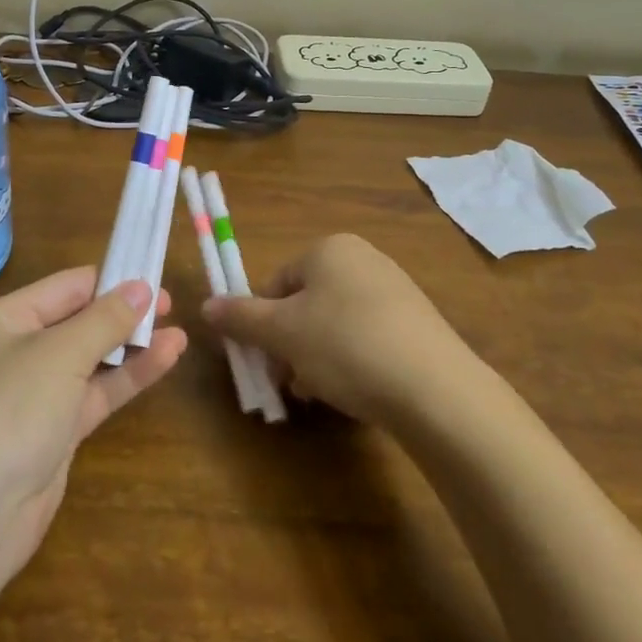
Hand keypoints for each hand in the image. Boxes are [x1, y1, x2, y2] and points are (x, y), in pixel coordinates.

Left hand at [0, 268, 186, 580]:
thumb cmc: (11, 410)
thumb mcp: (60, 353)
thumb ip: (105, 319)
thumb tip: (141, 287)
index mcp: (1, 321)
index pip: (63, 287)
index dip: (108, 280)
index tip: (151, 274)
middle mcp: (14, 351)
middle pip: (77, 321)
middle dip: (122, 313)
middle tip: (169, 304)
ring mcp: (34, 394)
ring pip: (90, 359)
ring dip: (131, 346)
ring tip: (178, 330)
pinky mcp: (53, 431)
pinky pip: (94, 393)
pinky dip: (127, 377)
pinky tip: (165, 359)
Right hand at [203, 234, 474, 425]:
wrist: (435, 388)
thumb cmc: (345, 345)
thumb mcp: (281, 333)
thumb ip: (240, 317)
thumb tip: (205, 306)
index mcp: (329, 249)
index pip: (276, 283)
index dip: (262, 324)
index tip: (265, 361)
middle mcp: (363, 259)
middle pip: (304, 304)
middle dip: (290, 345)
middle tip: (290, 382)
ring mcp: (394, 290)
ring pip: (333, 324)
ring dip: (316, 358)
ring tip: (321, 392)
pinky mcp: (417, 323)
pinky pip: (367, 337)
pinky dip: (352, 362)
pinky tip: (354, 392)